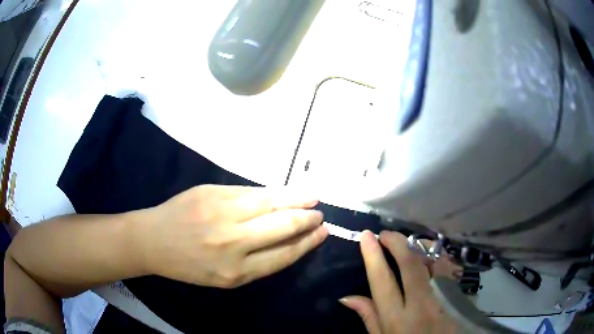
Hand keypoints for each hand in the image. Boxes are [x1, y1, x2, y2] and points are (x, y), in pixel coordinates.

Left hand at [138, 185, 327, 287]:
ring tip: (312, 197)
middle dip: (307, 219)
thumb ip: (257, 262)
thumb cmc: (188, 265)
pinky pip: (250, 191)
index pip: (285, 253)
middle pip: (283, 226)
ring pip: (270, 202)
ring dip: (296, 199)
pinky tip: (283, 192)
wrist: (153, 240)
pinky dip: (271, 192)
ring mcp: (222, 212)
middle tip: (320, 214)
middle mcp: (233, 242)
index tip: (323, 232)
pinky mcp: (212, 192)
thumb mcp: (224, 277)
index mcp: (237, 271)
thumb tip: (289, 238)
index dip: (308, 242)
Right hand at [340, 231, 459, 333]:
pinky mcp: (454, 297)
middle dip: (397, 243)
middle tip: (385, 234)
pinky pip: (443, 270)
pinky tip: (425, 255)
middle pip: (410, 265)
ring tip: (403, 243)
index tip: (367, 237)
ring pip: (430, 264)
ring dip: (415, 248)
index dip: (373, 256)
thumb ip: (368, 317)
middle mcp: (420, 306)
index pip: (383, 282)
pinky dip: (432, 258)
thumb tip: (347, 297)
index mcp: (396, 319)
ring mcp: (441, 299)